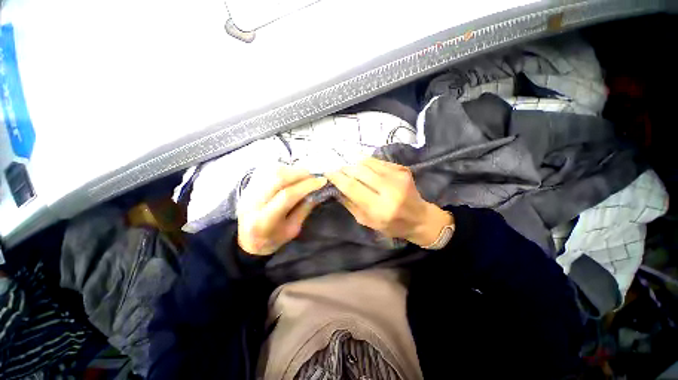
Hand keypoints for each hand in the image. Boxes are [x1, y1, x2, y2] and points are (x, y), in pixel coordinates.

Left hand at [237, 166, 326, 255]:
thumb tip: (317, 191)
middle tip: (313, 176)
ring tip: (304, 175)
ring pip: (272, 170)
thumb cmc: (273, 238)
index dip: (306, 186)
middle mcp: (253, 202)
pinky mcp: (248, 184)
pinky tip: (292, 174)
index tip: (321, 181)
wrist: (247, 239)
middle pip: (277, 177)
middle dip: (300, 173)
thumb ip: (304, 209)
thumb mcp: (292, 229)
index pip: (287, 195)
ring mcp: (248, 191)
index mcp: (264, 220)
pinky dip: (283, 169)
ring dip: (292, 169)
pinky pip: (267, 169)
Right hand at [325, 158, 452, 246]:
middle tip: (338, 170)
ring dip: (355, 164)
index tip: (328, 172)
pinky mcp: (403, 169)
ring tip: (349, 168)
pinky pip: (378, 162)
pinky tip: (364, 168)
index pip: (352, 187)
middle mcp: (389, 190)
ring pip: (368, 163)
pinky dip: (367, 163)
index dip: (337, 178)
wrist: (419, 218)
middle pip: (359, 171)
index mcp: (379, 209)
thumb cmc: (391, 225)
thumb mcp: (367, 221)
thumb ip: (350, 204)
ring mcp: (398, 177)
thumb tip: (335, 188)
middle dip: (345, 168)